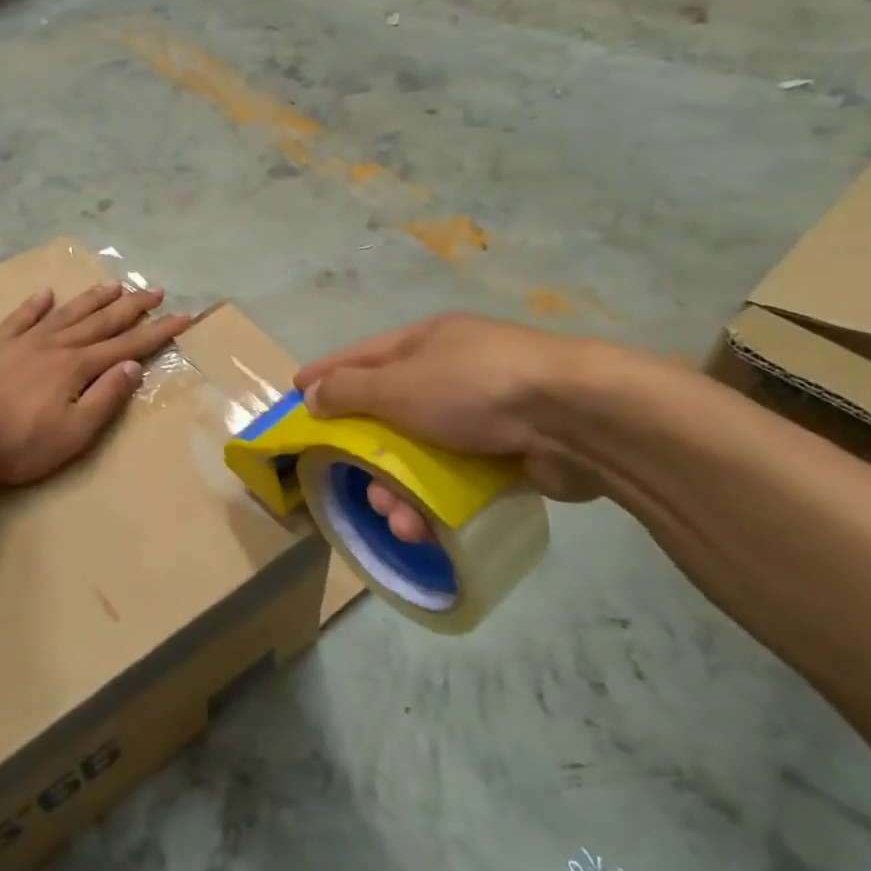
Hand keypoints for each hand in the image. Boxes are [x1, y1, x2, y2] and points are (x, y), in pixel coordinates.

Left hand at [0, 283, 192, 485]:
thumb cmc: (20, 444)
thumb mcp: (74, 433)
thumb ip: (105, 397)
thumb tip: (133, 366)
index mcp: (77, 366)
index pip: (127, 345)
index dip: (157, 331)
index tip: (183, 316)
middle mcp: (55, 345)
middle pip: (101, 321)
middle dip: (132, 306)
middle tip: (156, 290)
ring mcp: (24, 341)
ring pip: (66, 312)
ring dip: (93, 298)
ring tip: (114, 285)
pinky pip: (21, 317)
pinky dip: (35, 304)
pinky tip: (46, 293)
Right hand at [294, 314, 606, 538]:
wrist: (575, 417)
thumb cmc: (474, 387)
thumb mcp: (399, 384)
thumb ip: (349, 390)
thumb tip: (313, 394)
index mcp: (424, 343)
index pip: (359, 357)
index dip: (325, 375)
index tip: (294, 395)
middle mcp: (448, 373)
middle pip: (388, 413)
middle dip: (364, 452)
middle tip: (348, 480)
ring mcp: (480, 414)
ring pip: (419, 454)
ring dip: (398, 488)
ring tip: (394, 517)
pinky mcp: (505, 453)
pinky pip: (453, 479)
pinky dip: (434, 502)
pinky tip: (424, 526)